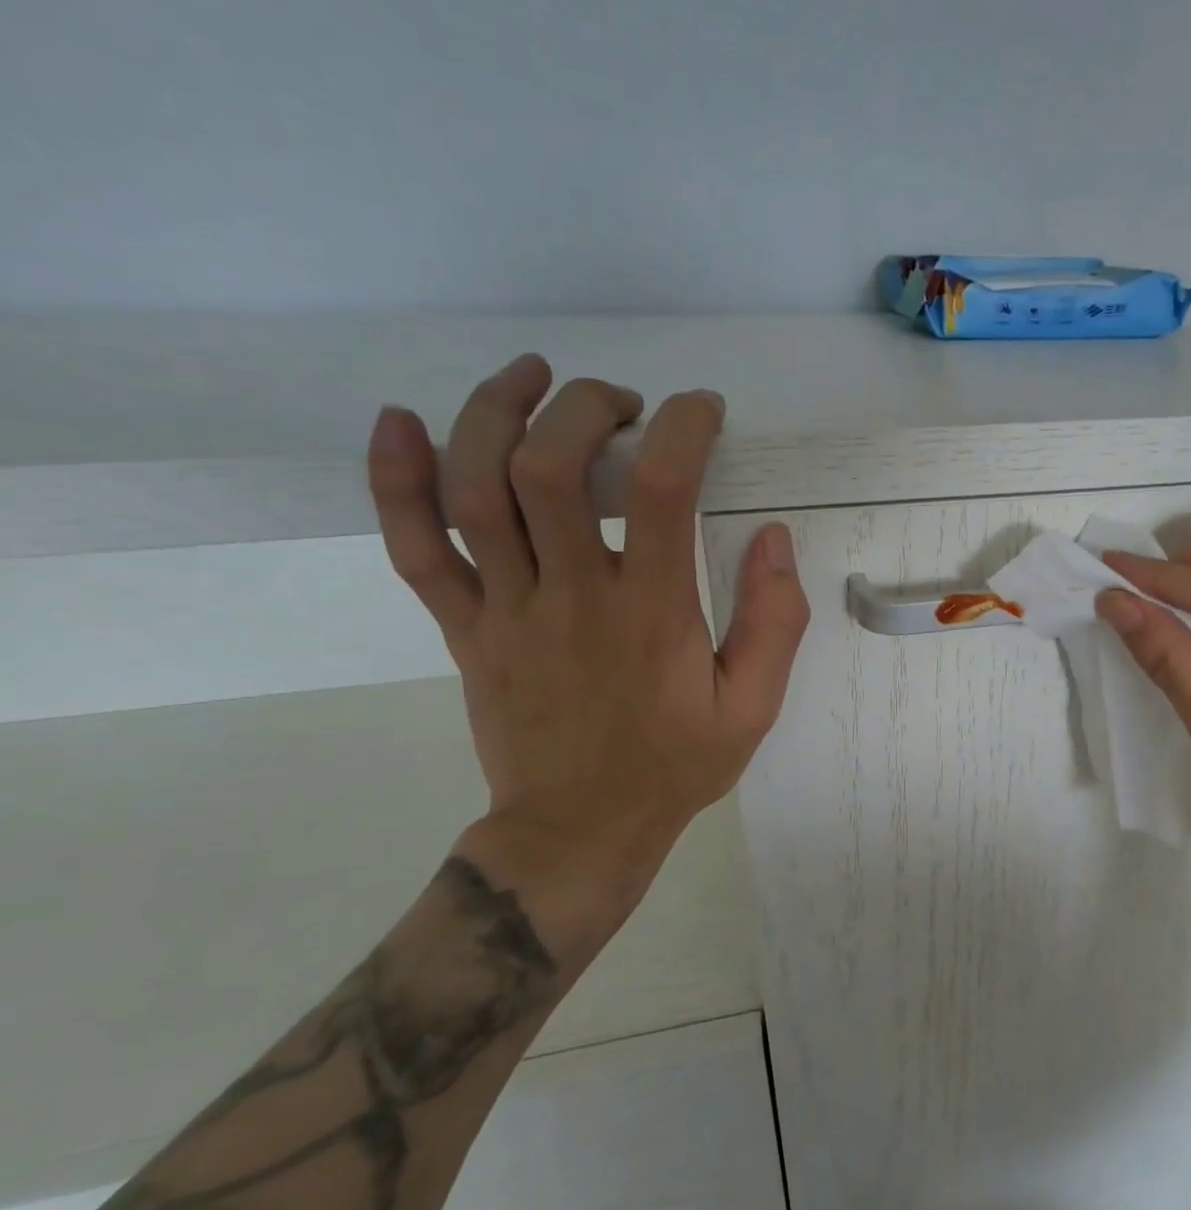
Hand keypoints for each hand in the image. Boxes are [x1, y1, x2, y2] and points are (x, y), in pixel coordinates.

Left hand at [365, 354, 809, 923]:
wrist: (577, 834)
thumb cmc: (675, 767)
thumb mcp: (753, 706)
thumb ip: (775, 621)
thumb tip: (774, 537)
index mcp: (653, 614)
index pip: (664, 489)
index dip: (683, 427)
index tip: (701, 409)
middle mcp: (573, 596)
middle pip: (551, 467)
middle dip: (585, 407)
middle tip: (622, 402)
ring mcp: (507, 610)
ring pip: (476, 491)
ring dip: (495, 413)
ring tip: (531, 375)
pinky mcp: (465, 628)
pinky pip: (415, 548)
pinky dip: (396, 481)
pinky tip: (400, 422)